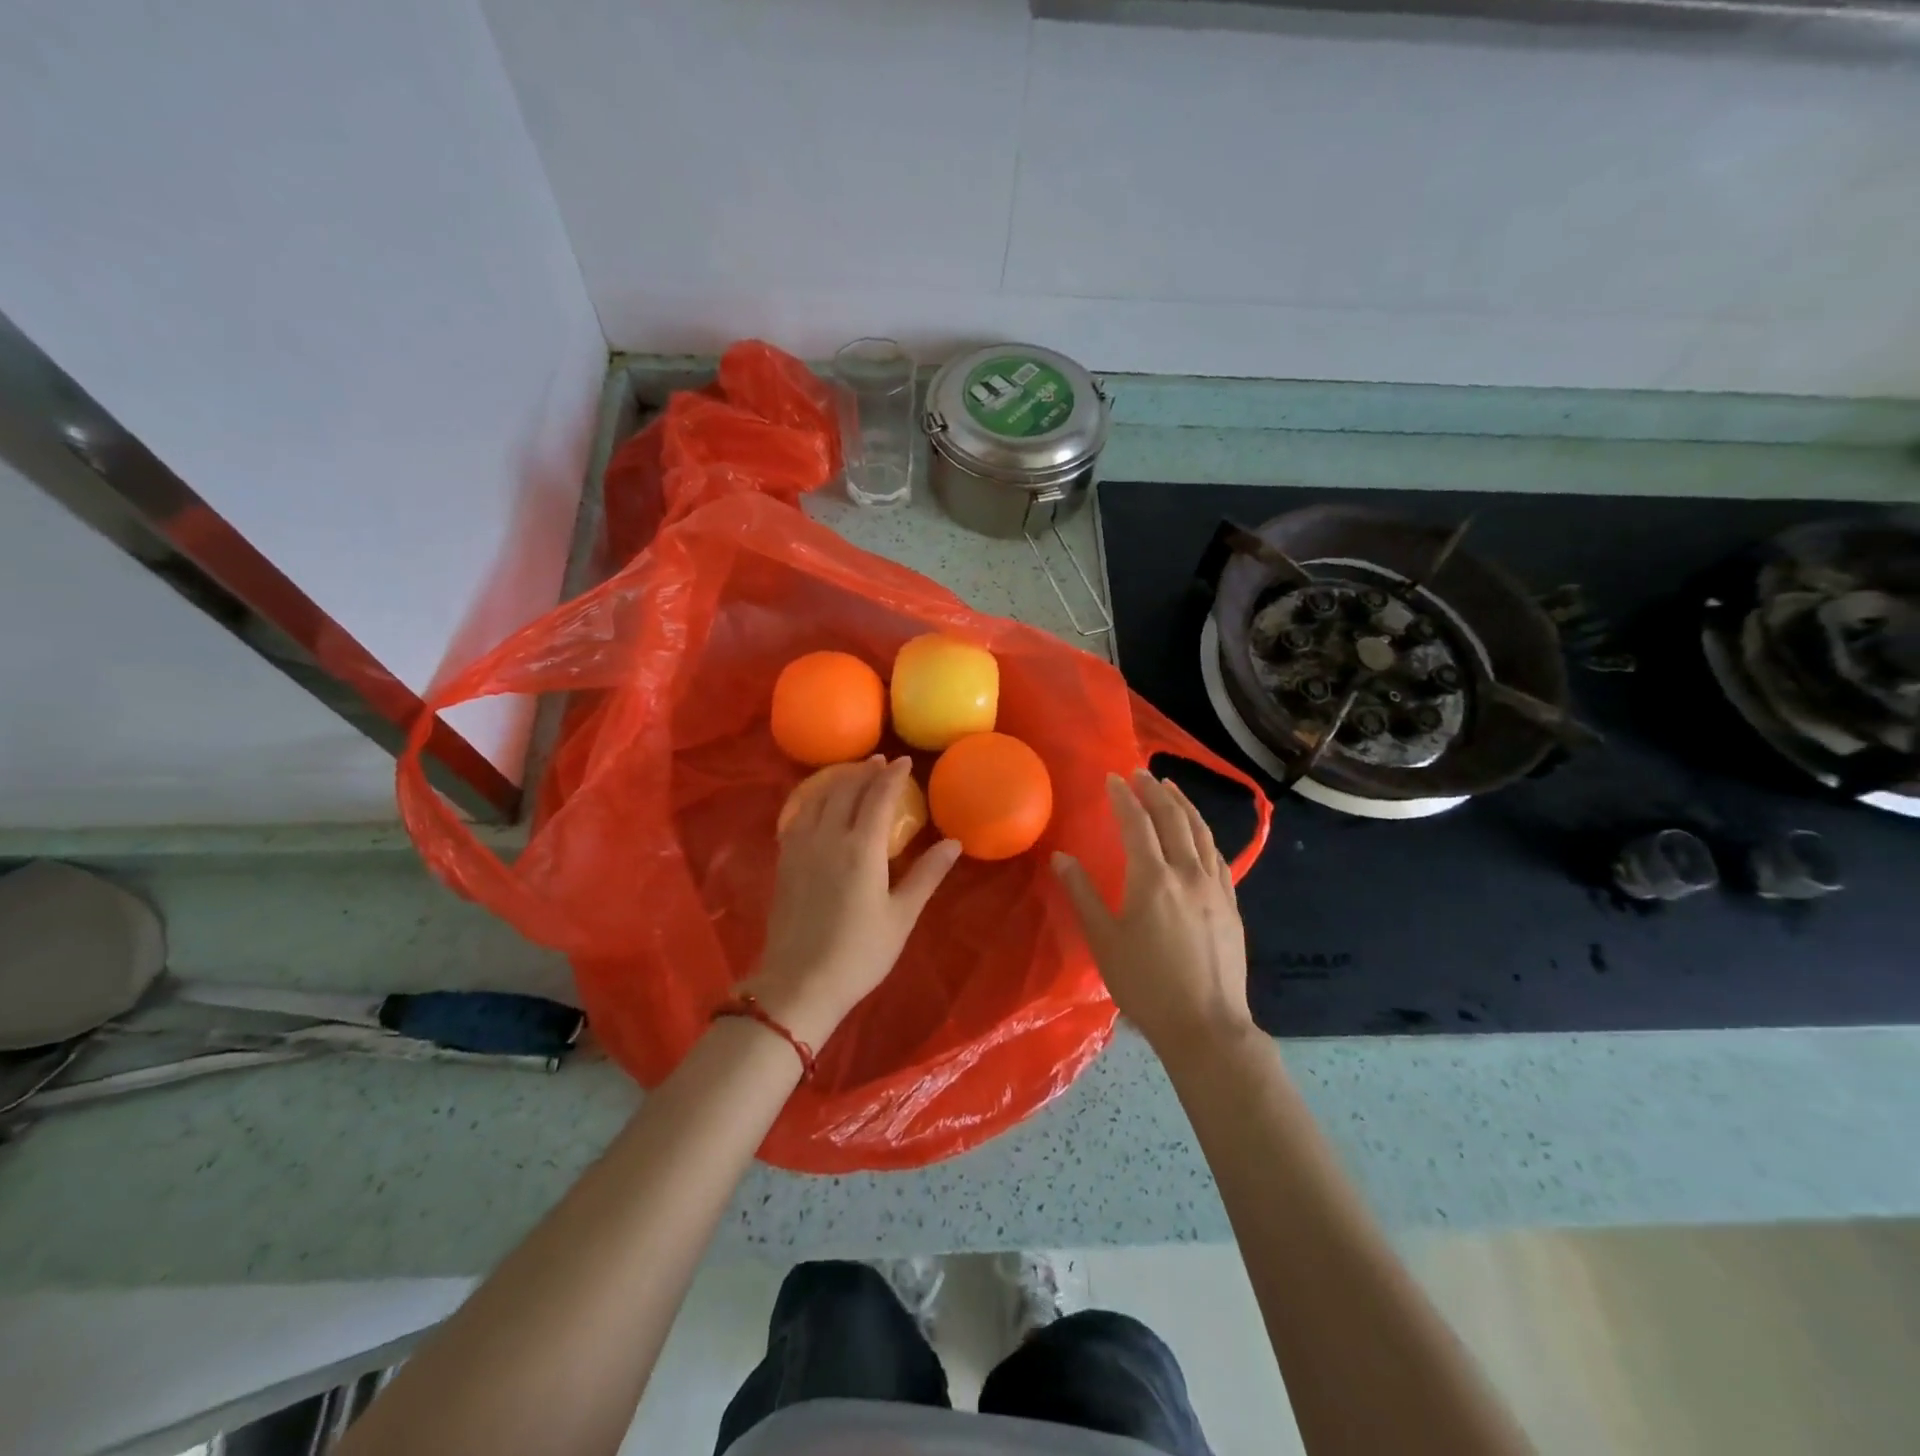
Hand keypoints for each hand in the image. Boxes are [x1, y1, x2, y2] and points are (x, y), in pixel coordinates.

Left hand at [744, 756, 961, 1048]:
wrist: (799, 983)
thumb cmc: (859, 953)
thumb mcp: (901, 916)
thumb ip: (926, 875)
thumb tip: (954, 843)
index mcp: (861, 848)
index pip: (878, 796)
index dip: (892, 775)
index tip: (903, 762)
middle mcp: (828, 837)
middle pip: (846, 789)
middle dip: (864, 771)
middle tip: (880, 761)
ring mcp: (800, 847)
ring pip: (818, 798)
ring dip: (837, 780)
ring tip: (852, 774)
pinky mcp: (784, 861)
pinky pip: (798, 815)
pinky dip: (812, 799)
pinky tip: (818, 803)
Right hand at [1053, 771, 1254, 1059]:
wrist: (1206, 1025)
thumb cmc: (1146, 985)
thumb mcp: (1103, 941)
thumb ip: (1082, 894)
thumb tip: (1061, 858)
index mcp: (1153, 879)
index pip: (1137, 824)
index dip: (1124, 798)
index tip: (1113, 778)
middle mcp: (1188, 873)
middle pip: (1173, 819)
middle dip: (1155, 792)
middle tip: (1141, 773)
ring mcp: (1215, 887)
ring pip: (1201, 833)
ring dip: (1184, 806)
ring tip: (1171, 789)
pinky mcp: (1231, 905)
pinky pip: (1218, 856)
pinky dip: (1204, 835)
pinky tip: (1199, 835)